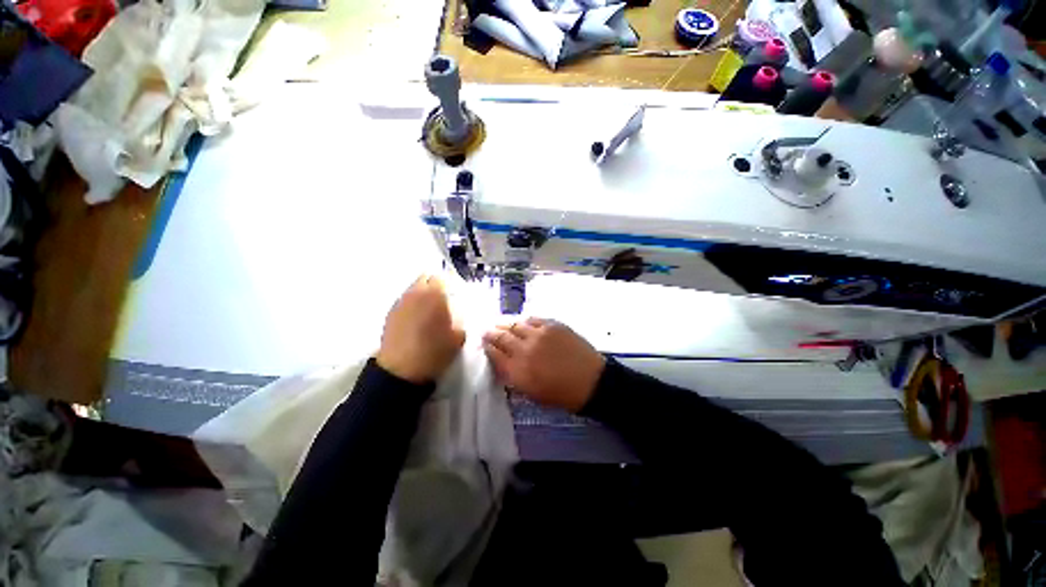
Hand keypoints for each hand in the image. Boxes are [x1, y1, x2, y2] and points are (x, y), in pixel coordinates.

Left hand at [376, 275, 464, 383]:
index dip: (448, 284)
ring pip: (413, 289)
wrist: (401, 370)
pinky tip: (416, 319)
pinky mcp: (390, 314)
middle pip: (424, 278)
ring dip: (421, 295)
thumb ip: (460, 321)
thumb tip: (458, 315)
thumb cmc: (434, 351)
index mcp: (435, 295)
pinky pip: (404, 301)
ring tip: (428, 310)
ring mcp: (400, 303)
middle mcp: (415, 293)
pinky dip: (411, 305)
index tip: (453, 294)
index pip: (441, 278)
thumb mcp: (458, 337)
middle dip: (433, 285)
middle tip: (441, 299)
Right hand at [482, 318, 604, 411]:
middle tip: (486, 331)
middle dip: (491, 333)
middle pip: (501, 337)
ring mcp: (539, 334)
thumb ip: (514, 377)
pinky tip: (522, 322)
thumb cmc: (561, 394)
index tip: (483, 344)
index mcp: (518, 371)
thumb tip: (502, 364)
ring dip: (505, 324)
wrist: (591, 381)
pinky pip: (533, 319)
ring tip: (500, 324)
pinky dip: (524, 320)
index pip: (495, 355)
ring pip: (515, 324)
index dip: (487, 348)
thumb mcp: (532, 393)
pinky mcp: (552, 325)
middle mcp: (524, 350)